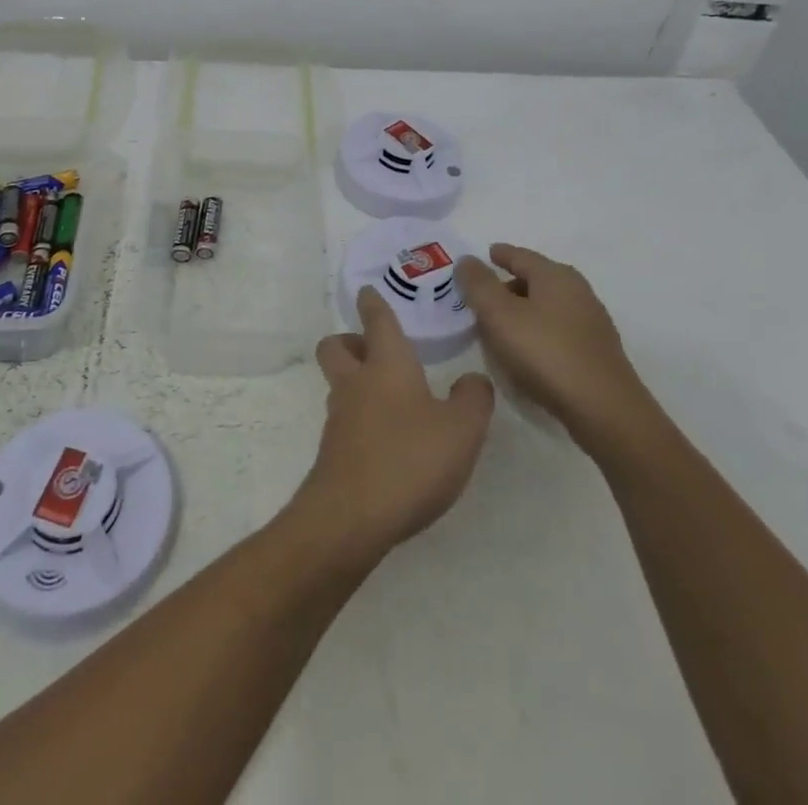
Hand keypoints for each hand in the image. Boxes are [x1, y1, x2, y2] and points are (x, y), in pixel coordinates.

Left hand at [292, 287, 494, 565]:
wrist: (351, 516)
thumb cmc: (410, 458)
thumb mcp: (462, 429)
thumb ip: (473, 399)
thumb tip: (473, 380)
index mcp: (387, 364)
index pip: (377, 321)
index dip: (373, 303)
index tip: (367, 291)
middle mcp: (356, 383)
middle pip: (336, 346)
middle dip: (350, 341)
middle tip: (375, 350)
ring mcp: (339, 418)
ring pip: (339, 384)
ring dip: (357, 383)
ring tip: (393, 401)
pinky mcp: (334, 452)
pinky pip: (345, 421)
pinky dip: (361, 420)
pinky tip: (388, 442)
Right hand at [454, 244, 655, 449]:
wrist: (604, 410)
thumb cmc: (546, 353)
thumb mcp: (499, 315)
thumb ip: (479, 284)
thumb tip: (466, 260)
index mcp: (555, 276)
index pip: (521, 255)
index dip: (500, 254)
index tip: (486, 254)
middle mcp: (578, 292)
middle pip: (537, 279)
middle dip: (509, 284)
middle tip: (483, 297)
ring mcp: (591, 323)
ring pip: (548, 306)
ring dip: (523, 310)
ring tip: (500, 327)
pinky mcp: (596, 352)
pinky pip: (558, 330)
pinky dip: (538, 331)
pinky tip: (527, 352)